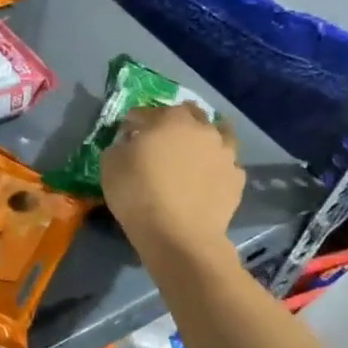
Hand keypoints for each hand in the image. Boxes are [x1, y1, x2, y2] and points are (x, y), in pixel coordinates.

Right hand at [100, 102, 245, 256]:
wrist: (178, 235)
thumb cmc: (138, 194)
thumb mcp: (110, 165)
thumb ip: (120, 145)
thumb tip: (131, 143)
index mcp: (169, 119)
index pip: (145, 112)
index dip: (132, 123)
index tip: (126, 135)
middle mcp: (202, 129)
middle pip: (189, 114)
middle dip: (174, 121)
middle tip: (161, 140)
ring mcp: (225, 153)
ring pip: (218, 135)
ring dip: (204, 139)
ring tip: (193, 154)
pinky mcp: (237, 178)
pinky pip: (226, 164)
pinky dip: (216, 166)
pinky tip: (207, 178)